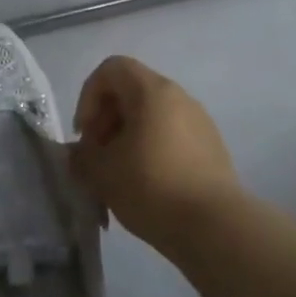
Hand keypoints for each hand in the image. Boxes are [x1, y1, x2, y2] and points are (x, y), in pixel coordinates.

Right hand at [71, 56, 241, 256]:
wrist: (216, 228)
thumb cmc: (152, 187)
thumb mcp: (101, 172)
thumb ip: (81, 156)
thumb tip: (79, 153)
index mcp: (151, 91)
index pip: (111, 69)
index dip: (88, 96)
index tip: (85, 134)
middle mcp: (179, 96)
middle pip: (131, 92)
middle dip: (107, 121)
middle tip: (99, 158)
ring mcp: (200, 122)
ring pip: (152, 116)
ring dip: (128, 138)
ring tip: (120, 176)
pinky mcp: (213, 148)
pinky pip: (172, 136)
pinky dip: (152, 151)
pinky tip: (148, 187)